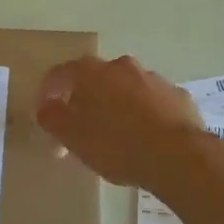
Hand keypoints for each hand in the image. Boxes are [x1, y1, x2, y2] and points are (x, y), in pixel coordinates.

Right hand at [36, 55, 223, 190]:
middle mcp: (123, 67)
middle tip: (81, 126)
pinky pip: (153, 102)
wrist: (179, 156)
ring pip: (127, 88)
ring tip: (116, 135)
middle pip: (96, 78)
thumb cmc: (118, 145)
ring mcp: (154, 79)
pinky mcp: (178, 96)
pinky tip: (147, 137)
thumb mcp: (75, 137)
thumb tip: (45, 107)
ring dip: (117, 105)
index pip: (62, 73)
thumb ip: (53, 119)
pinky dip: (144, 114)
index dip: (49, 91)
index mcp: (93, 73)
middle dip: (85, 99)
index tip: (45, 111)